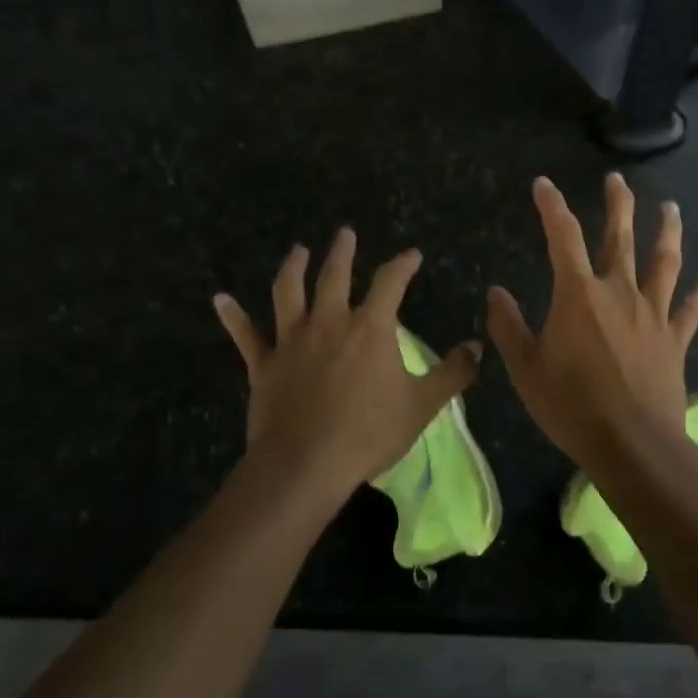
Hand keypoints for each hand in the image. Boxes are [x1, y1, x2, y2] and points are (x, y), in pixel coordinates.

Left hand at [213, 230, 481, 502]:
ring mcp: (292, 340)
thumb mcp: (422, 405)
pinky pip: (246, 335)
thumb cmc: (368, 433)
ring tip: (298, 251)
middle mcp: (329, 321)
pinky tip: (220, 299)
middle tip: (344, 233)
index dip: (403, 264)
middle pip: (334, 274)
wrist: (305, 465)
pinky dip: (233, 316)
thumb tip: (477, 347)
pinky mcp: (264, 364)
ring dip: (293, 267)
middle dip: (342, 251)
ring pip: (288, 292)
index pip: (391, 282)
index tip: (412, 255)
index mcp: (370, 327)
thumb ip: (453, 373)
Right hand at [486, 175, 697, 475]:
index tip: (544, 184)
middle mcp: (619, 292)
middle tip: (617, 179)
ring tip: (672, 208)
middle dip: (618, 205)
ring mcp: (653, 314)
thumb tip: (495, 291)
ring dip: (668, 232)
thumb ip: (509, 326)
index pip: (562, 236)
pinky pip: (693, 310)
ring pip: (664, 263)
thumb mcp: (526, 368)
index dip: (552, 206)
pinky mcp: (675, 340)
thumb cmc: (571, 405)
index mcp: (579, 294)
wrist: (632, 445)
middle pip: (620, 237)